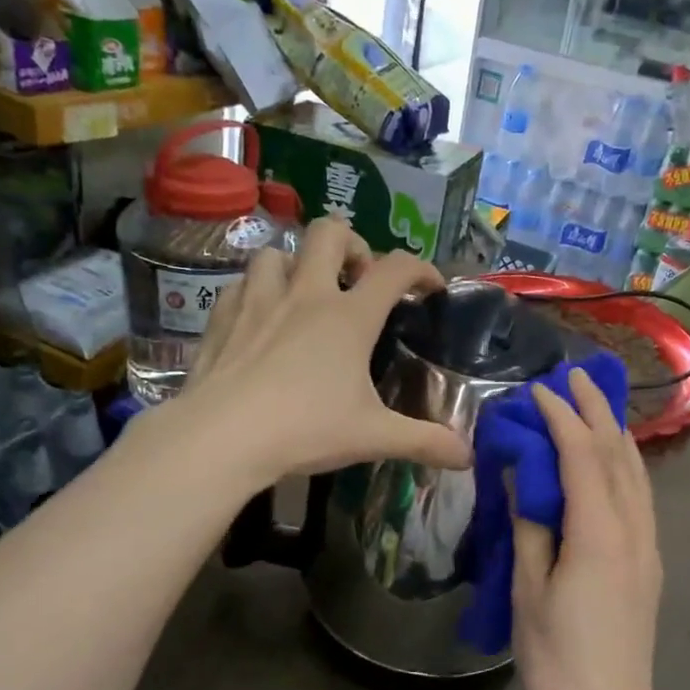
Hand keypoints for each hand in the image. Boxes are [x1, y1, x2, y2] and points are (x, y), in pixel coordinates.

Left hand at [174, 217, 471, 482]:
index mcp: (349, 317)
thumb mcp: (373, 437)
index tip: (430, 287)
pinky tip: (260, 317)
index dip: (421, 268)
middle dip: (352, 244)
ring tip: (305, 294)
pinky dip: (256, 291)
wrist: (221, 438)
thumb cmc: (305, 429)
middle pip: (330, 232)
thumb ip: (424, 442)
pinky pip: (241, 284)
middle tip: (358, 279)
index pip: (396, 268)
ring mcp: (258, 301)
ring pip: (277, 252)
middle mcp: (306, 295)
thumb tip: (468, 457)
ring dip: (297, 264)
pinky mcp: (222, 317)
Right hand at [512, 367, 664, 689]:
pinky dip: (624, 466)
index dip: (562, 419)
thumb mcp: (529, 592)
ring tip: (594, 406)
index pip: (583, 457)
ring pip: (637, 475)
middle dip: (597, 412)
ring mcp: (648, 548)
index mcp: (600, 535)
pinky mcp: (649, 564)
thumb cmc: (558, 660)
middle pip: (619, 456)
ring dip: (615, 435)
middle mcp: (633, 531)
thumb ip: (530, 529)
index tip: (539, 391)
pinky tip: (610, 462)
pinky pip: (640, 497)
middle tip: (574, 378)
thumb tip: (522, 480)